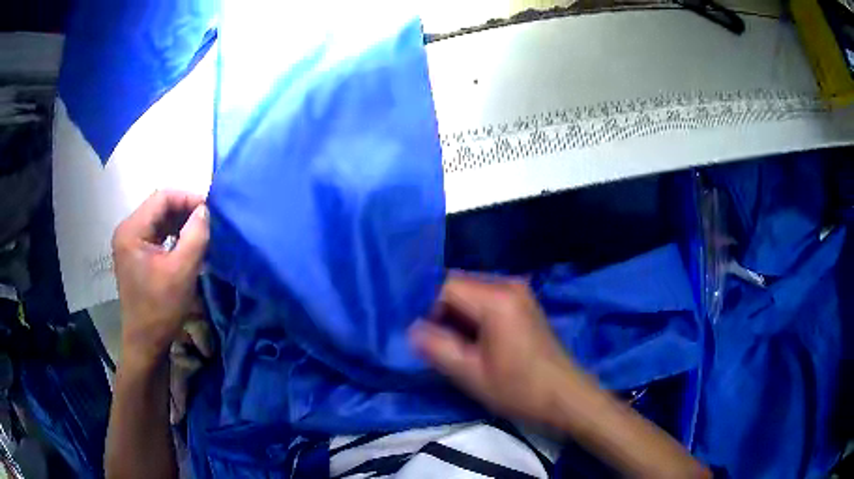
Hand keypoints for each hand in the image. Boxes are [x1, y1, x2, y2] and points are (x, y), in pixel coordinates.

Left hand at [112, 190, 208, 368]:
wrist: (146, 343)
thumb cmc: (161, 309)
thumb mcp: (182, 272)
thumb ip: (195, 236)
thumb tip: (205, 210)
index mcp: (131, 230)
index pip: (162, 198)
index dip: (188, 198)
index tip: (211, 211)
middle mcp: (127, 230)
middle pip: (159, 207)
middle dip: (185, 210)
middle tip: (209, 222)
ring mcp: (130, 242)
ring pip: (159, 220)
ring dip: (180, 223)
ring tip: (201, 232)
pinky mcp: (135, 254)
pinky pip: (157, 234)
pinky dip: (173, 235)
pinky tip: (187, 244)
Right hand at [409, 274, 583, 425]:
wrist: (565, 396)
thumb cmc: (519, 389)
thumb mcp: (471, 374)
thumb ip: (436, 347)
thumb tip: (411, 329)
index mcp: (496, 299)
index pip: (444, 285)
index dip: (424, 306)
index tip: (414, 330)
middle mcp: (508, 285)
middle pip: (459, 284)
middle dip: (439, 309)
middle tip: (429, 338)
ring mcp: (519, 292)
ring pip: (472, 291)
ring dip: (455, 313)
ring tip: (447, 341)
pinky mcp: (524, 303)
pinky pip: (487, 298)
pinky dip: (472, 314)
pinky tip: (469, 339)